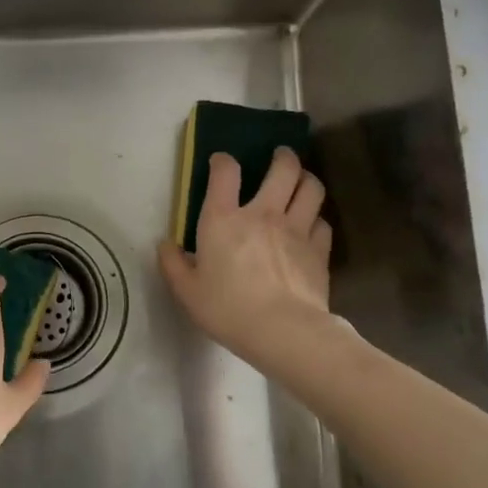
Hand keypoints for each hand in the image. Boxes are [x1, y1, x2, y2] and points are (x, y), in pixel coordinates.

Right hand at [159, 147, 334, 368]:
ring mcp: (296, 229)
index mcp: (224, 219)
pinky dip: (317, 219)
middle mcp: (263, 214)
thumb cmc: (228, 309)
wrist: (283, 330)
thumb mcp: (187, 291)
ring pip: (311, 188)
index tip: (221, 162)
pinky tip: (311, 226)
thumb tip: (165, 244)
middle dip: (283, 157)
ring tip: (301, 182)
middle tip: (280, 157)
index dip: (223, 161)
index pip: (225, 172)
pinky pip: (323, 222)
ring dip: (306, 180)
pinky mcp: (319, 249)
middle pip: (284, 169)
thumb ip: (173, 264)